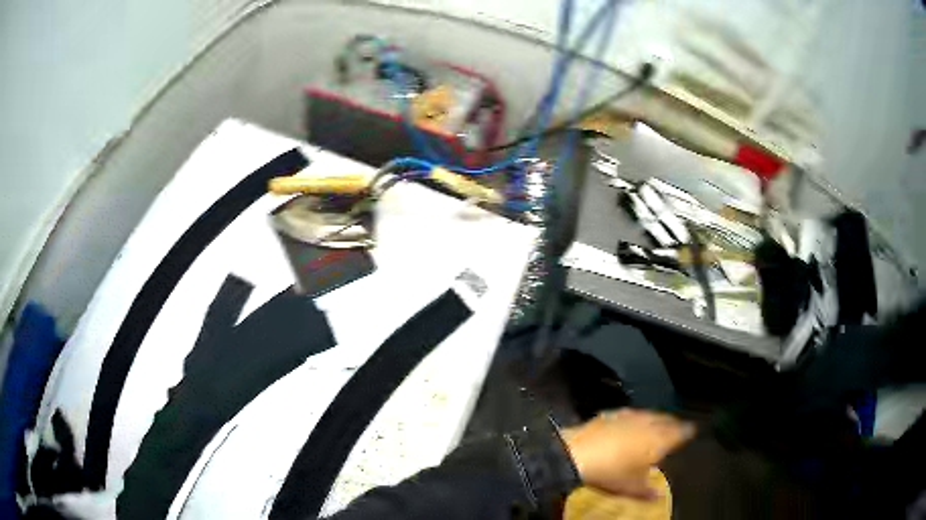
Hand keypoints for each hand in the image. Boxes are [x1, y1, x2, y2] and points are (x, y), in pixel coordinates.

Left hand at [561, 409, 694, 499]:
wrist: (576, 454)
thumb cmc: (611, 473)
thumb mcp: (632, 488)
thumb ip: (648, 492)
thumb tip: (659, 497)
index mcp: (660, 440)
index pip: (680, 432)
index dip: (688, 431)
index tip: (693, 431)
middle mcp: (648, 423)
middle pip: (667, 420)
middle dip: (673, 423)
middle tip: (678, 427)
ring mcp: (629, 416)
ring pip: (650, 414)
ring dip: (656, 418)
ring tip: (658, 424)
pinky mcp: (611, 414)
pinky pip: (630, 414)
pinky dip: (636, 418)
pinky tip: (632, 422)